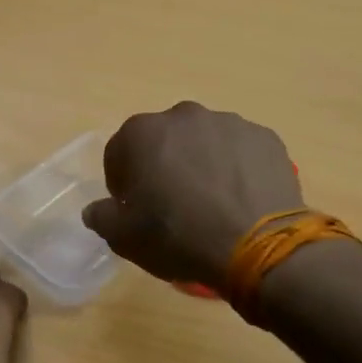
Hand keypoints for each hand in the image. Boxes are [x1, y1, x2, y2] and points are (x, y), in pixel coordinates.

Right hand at [81, 102, 303, 287]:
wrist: (258, 246)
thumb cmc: (178, 237)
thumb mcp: (124, 238)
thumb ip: (101, 217)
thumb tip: (96, 209)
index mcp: (141, 133)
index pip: (119, 154)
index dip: (124, 184)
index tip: (136, 209)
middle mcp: (183, 116)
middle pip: (164, 141)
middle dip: (164, 166)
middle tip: (174, 205)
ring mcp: (229, 122)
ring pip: (204, 142)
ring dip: (201, 163)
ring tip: (212, 203)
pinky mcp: (265, 137)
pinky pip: (240, 151)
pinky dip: (236, 169)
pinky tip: (240, 200)